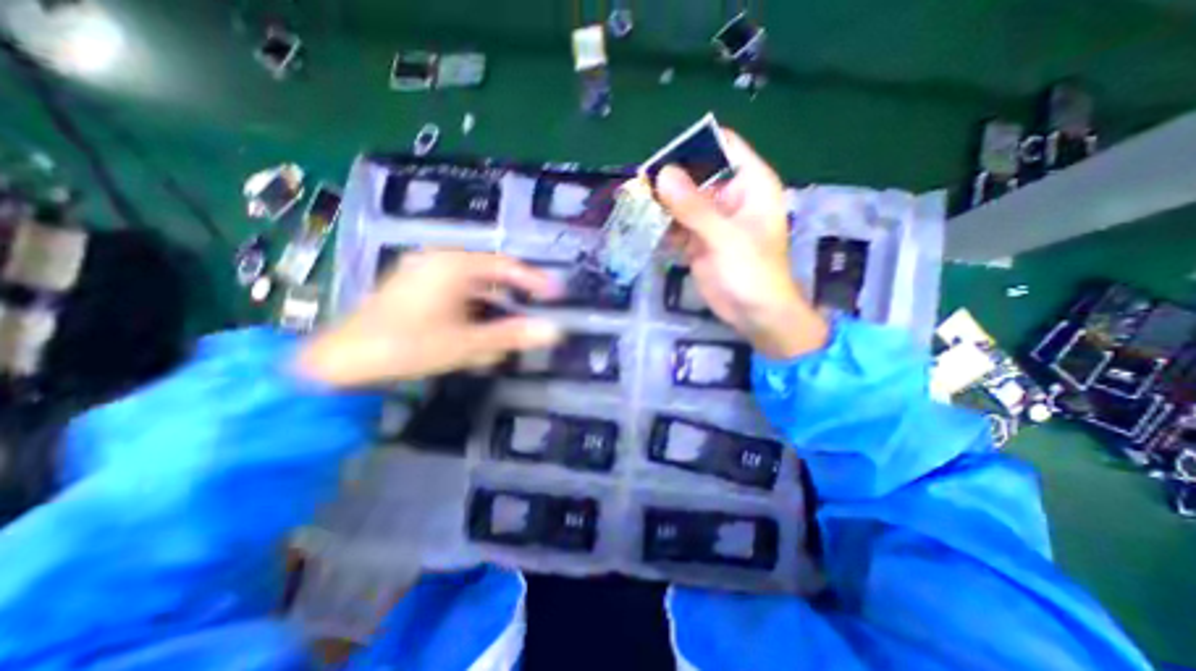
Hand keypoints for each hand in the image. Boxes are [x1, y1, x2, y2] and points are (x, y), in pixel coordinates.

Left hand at [297, 250, 563, 387]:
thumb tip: (554, 331)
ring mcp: (423, 273)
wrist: (342, 361)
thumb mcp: (467, 343)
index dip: (534, 280)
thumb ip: (512, 335)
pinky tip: (475, 330)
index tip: (555, 294)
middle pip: (490, 273)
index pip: (506, 266)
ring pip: (472, 285)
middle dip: (512, 295)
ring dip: (492, 305)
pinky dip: (471, 309)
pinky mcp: (414, 287)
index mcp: (453, 266)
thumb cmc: (408, 346)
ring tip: (506, 326)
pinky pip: (455, 292)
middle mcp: (439, 261)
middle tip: (533, 310)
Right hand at [653, 131, 833, 362]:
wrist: (754, 314)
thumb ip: (694, 207)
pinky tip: (644, 227)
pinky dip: (662, 227)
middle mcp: (730, 197)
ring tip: (635, 203)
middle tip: (639, 184)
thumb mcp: (725, 237)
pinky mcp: (698, 241)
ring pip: (683, 201)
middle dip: (670, 178)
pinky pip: (677, 226)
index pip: (724, 146)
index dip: (695, 145)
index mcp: (749, 184)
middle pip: (697, 174)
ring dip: (661, 203)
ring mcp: (712, 220)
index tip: (663, 158)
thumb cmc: (752, 272)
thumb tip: (662, 173)